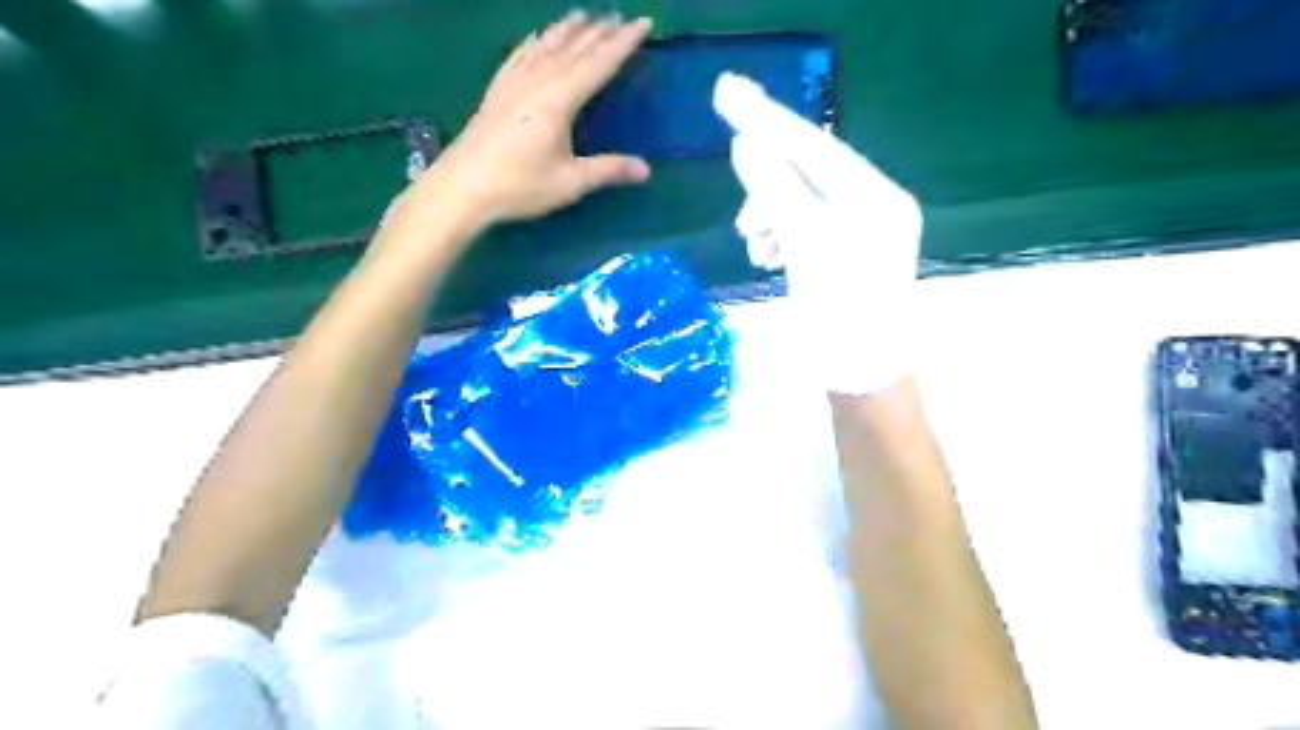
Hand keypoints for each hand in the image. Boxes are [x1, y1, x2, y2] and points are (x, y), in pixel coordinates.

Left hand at [406, 11, 654, 231]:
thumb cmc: (519, 186)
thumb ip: (607, 171)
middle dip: (599, 31)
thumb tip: (645, 170)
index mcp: (559, 99)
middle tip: (619, 16)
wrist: (461, 187)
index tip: (643, 23)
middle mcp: (537, 81)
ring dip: (566, 30)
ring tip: (582, 15)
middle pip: (573, 48)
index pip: (599, 63)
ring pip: (545, 46)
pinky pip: (518, 56)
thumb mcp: (569, 182)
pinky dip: (532, 42)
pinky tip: (535, 37)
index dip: (623, 43)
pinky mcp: (496, 91)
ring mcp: (513, 83)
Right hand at [711, 71, 922, 395]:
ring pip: (801, 203)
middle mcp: (874, 207)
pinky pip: (804, 228)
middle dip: (767, 188)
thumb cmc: (841, 315)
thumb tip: (747, 141)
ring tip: (753, 245)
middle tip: (743, 220)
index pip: (815, 146)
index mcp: (877, 198)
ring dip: (770, 216)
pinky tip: (766, 255)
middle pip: (808, 174)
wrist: (861, 379)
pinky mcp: (844, 256)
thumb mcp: (806, 246)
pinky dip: (780, 235)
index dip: (768, 121)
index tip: (726, 94)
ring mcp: (860, 233)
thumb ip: (777, 190)